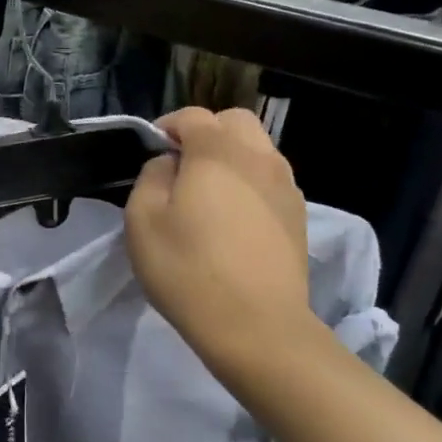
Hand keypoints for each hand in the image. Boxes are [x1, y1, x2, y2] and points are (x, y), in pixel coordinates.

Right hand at [126, 108, 314, 387]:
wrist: (256, 325)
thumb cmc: (188, 269)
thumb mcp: (142, 220)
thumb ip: (151, 176)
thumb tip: (169, 163)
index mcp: (217, 152)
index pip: (192, 116)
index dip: (167, 126)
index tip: (152, 152)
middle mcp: (258, 157)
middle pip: (234, 121)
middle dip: (206, 132)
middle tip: (183, 165)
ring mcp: (285, 186)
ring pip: (258, 149)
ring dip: (232, 156)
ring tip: (210, 192)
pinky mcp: (298, 215)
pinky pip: (271, 180)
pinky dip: (251, 182)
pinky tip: (235, 217)